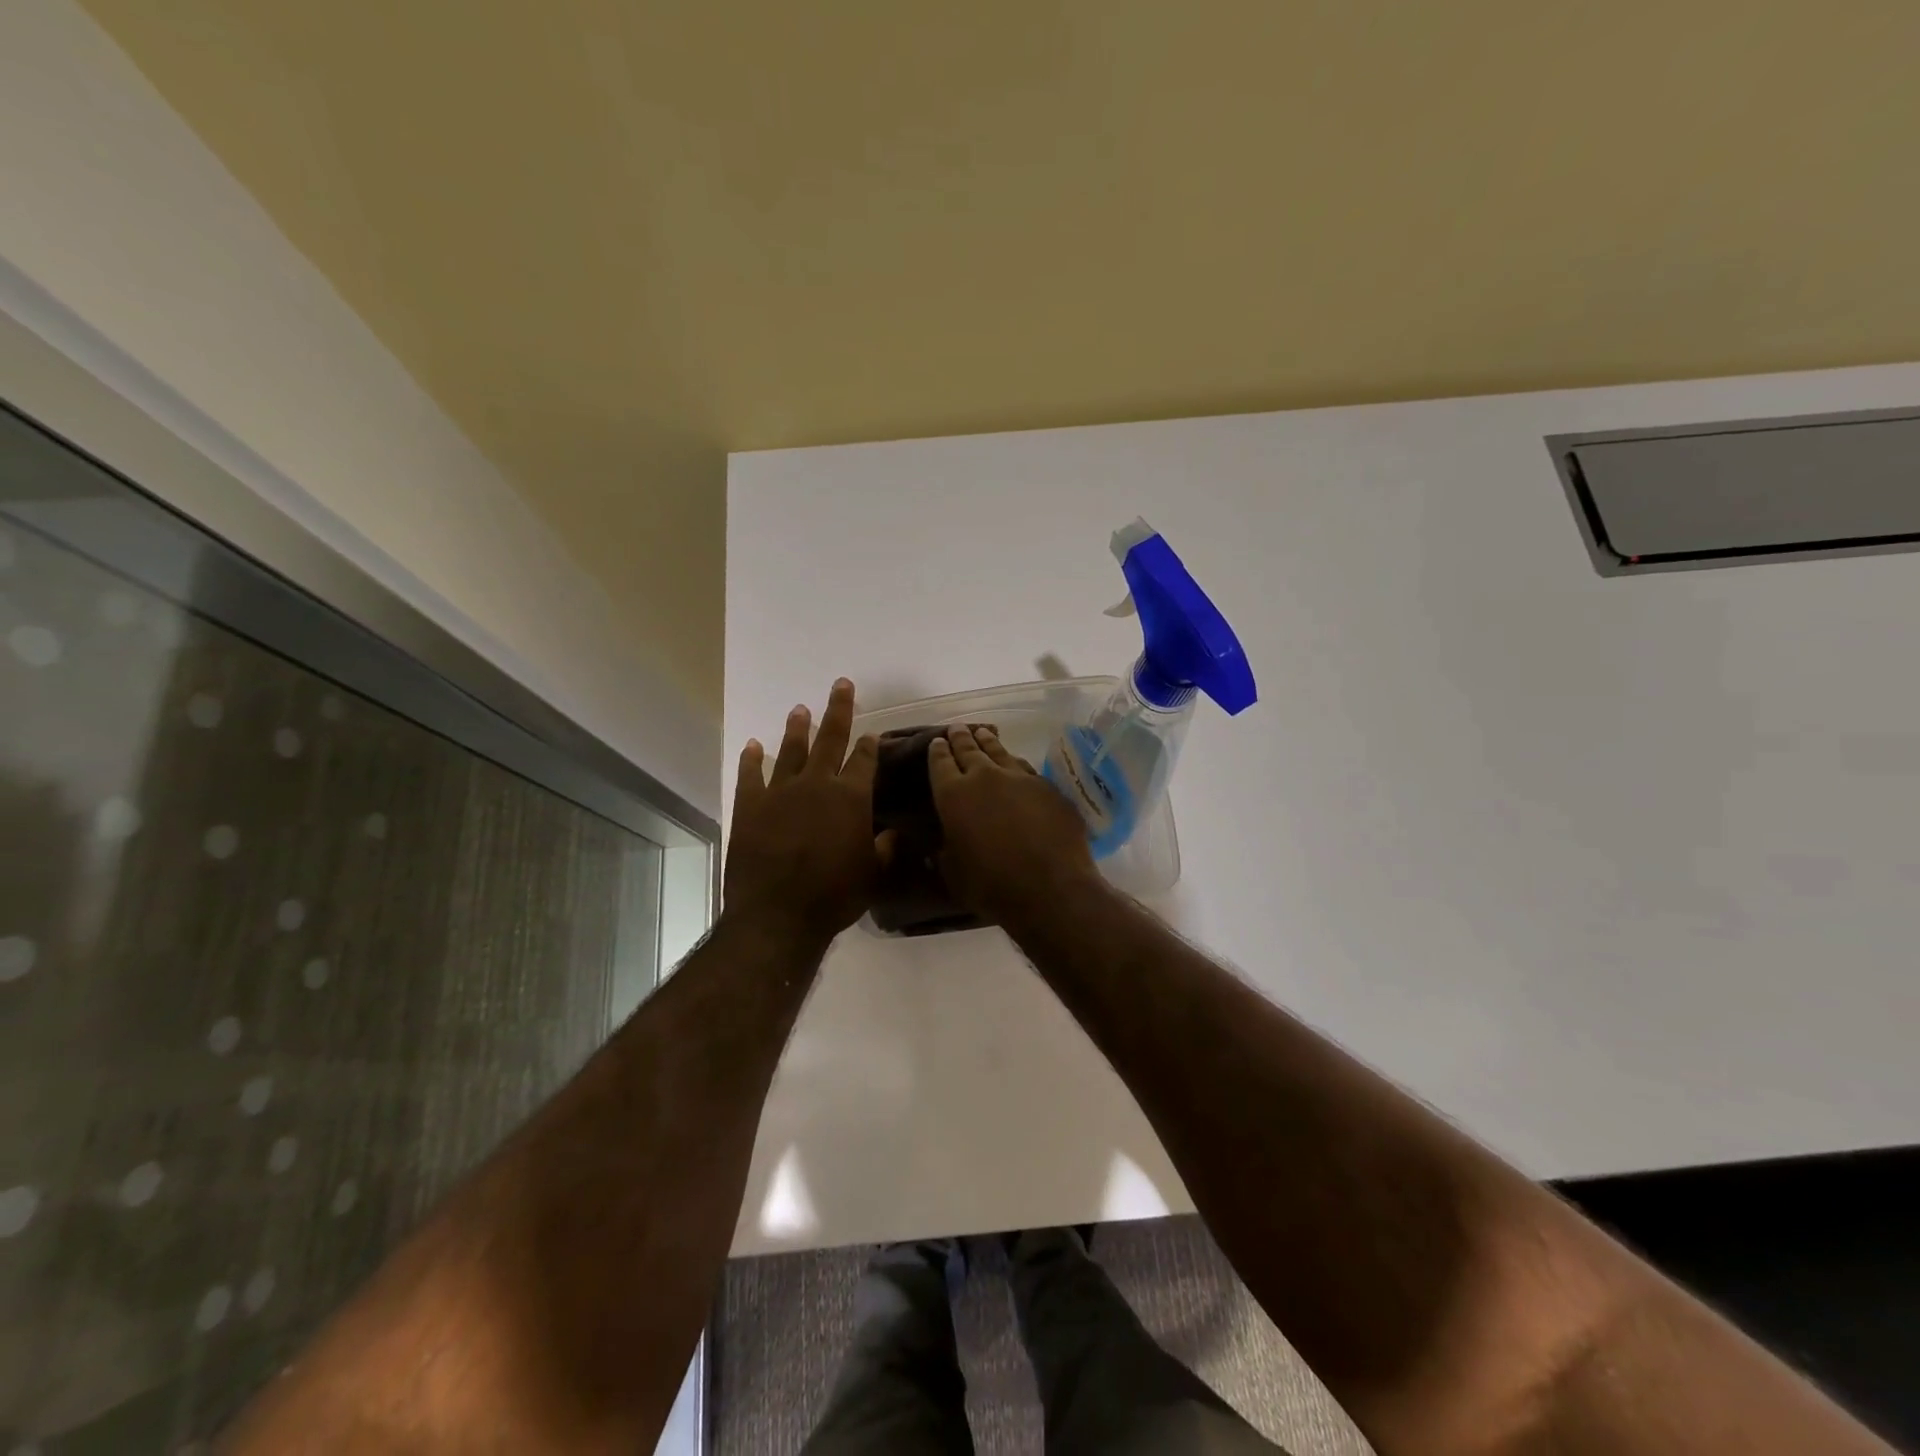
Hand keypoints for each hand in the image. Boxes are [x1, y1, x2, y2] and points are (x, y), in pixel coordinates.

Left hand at [725, 679, 885, 943]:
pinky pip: (750, 776)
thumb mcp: (873, 875)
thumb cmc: (834, 896)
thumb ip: (886, 848)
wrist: (778, 914)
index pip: (864, 760)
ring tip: (800, 709)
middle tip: (841, 684)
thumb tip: (896, 831)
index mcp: (850, 797)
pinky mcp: (750, 807)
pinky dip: (752, 759)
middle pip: (830, 739)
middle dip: (838, 710)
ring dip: (797, 728)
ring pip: (791, 751)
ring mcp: (780, 793)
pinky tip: (753, 745)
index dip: (870, 745)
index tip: (872, 733)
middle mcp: (817, 784)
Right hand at [927, 725, 1095, 921]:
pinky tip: (1016, 763)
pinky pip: (1026, 768)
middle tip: (957, 728)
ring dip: (989, 742)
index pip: (940, 763)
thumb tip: (939, 848)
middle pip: (969, 749)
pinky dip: (1015, 763)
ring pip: (1000, 751)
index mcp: (953, 795)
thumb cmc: (992, 886)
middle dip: (961, 738)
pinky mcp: (1048, 787)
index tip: (936, 741)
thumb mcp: (954, 874)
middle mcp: (984, 777)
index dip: (937, 751)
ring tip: (983, 733)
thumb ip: (945, 854)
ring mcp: (1020, 778)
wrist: (1050, 887)